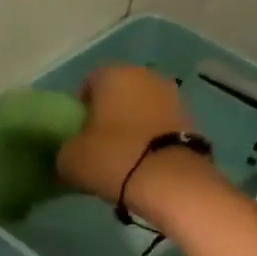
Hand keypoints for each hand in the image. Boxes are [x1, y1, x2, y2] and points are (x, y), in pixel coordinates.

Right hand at [56, 65, 191, 202]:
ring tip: (122, 156)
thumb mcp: (69, 158)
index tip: (76, 133)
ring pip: (141, 108)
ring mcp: (173, 96)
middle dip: (108, 114)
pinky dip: (149, 138)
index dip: (80, 108)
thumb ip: (66, 148)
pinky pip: (158, 125)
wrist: (167, 180)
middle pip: (119, 93)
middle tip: (97, 145)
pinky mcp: (190, 120)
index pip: (89, 83)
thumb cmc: (111, 158)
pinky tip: (142, 162)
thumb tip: (72, 152)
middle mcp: (146, 75)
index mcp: (113, 74)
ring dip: (131, 125)